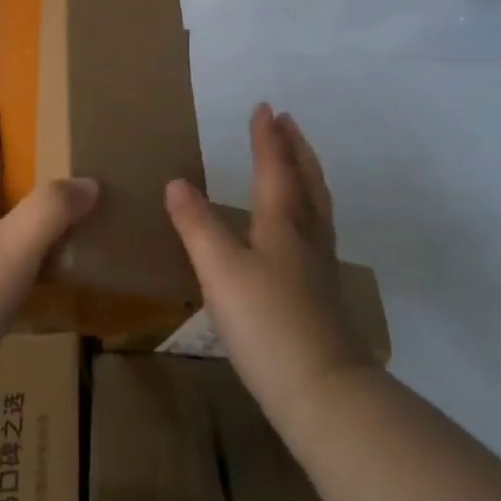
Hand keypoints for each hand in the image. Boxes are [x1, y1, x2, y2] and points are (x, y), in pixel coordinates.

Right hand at [165, 105, 371, 424]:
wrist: (323, 393)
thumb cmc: (266, 322)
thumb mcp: (219, 269)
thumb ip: (197, 224)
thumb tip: (177, 182)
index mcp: (282, 224)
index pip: (275, 169)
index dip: (267, 138)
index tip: (265, 107)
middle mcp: (306, 237)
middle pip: (306, 182)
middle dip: (295, 149)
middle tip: (288, 122)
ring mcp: (318, 267)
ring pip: (317, 207)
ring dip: (307, 175)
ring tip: (297, 162)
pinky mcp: (320, 294)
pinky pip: (316, 231)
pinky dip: (308, 209)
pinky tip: (296, 230)